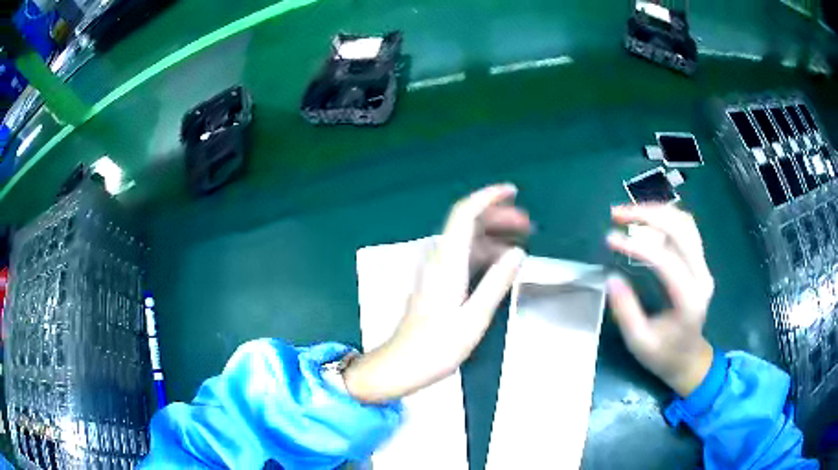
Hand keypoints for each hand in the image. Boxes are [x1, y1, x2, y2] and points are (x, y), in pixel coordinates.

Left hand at [344, 184, 530, 402]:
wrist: (402, 364)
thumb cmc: (437, 347)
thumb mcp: (474, 318)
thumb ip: (496, 283)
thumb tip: (517, 253)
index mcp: (448, 263)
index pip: (465, 215)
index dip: (487, 197)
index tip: (512, 192)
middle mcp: (440, 259)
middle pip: (466, 223)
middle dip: (496, 215)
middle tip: (527, 223)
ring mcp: (436, 270)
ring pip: (466, 239)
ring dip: (493, 233)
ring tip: (522, 239)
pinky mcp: (437, 282)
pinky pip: (463, 256)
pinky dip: (484, 251)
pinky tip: (501, 263)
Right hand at [606, 204, 714, 396]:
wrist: (689, 359)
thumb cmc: (663, 355)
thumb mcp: (639, 342)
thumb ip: (627, 311)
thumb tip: (611, 278)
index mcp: (689, 300)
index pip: (666, 260)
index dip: (638, 245)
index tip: (610, 239)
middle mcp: (702, 276)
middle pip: (680, 229)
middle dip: (647, 215)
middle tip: (616, 214)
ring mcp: (703, 266)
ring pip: (684, 223)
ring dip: (656, 211)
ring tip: (628, 213)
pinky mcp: (700, 262)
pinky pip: (686, 229)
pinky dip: (665, 218)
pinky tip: (646, 220)